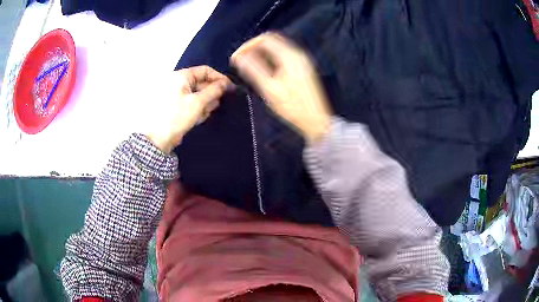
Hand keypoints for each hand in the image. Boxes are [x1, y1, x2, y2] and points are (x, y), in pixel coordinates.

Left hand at [146, 66, 231, 153]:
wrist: (157, 139)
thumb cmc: (177, 116)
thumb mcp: (198, 102)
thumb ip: (214, 91)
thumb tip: (226, 84)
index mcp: (181, 76)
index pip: (205, 71)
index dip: (219, 78)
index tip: (230, 88)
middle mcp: (178, 83)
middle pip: (201, 83)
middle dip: (211, 93)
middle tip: (220, 103)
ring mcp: (176, 95)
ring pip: (197, 94)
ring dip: (205, 103)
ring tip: (206, 113)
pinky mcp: (175, 107)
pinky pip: (190, 103)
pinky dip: (197, 108)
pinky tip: (199, 117)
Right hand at [231, 33, 331, 142]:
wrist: (316, 121)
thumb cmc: (294, 107)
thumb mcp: (270, 89)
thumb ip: (253, 70)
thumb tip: (239, 57)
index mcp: (290, 56)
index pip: (265, 39)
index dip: (247, 45)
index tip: (236, 58)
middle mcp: (297, 54)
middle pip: (271, 40)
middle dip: (253, 47)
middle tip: (241, 60)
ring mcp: (301, 60)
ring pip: (277, 47)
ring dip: (261, 53)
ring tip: (248, 65)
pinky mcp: (302, 67)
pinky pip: (282, 55)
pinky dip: (270, 58)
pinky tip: (263, 70)